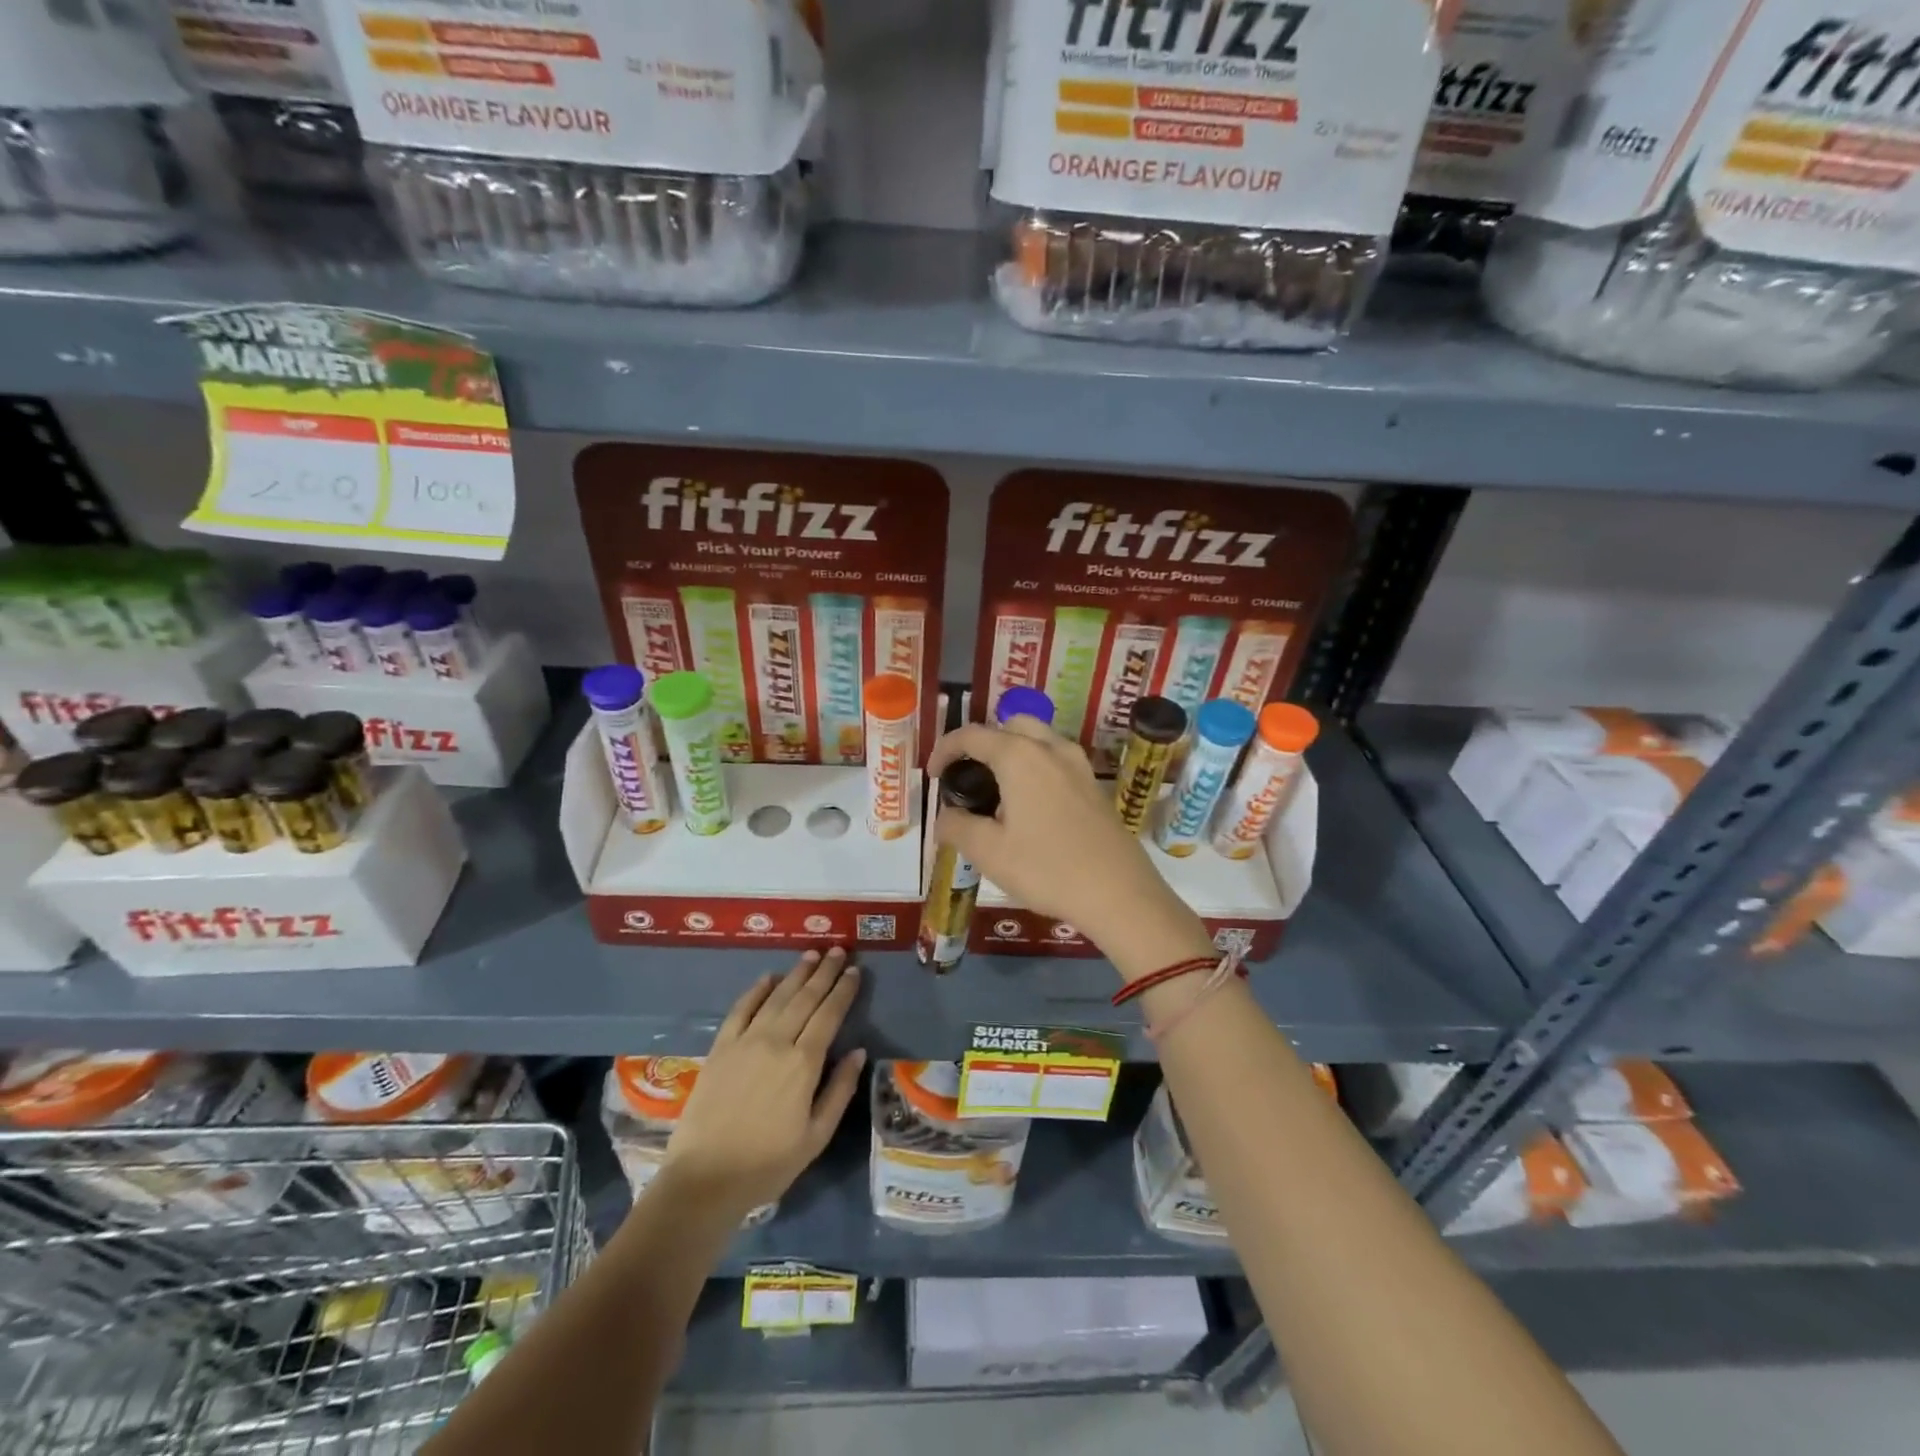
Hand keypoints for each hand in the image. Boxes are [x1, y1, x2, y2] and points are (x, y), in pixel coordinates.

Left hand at [662, 949, 866, 1214]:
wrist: (704, 1180)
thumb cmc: (767, 1164)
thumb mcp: (816, 1136)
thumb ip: (839, 1090)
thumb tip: (858, 1052)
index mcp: (804, 1063)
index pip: (829, 1014)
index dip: (843, 990)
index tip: (854, 971)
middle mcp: (776, 1042)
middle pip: (805, 998)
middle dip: (824, 972)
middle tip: (838, 950)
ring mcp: (745, 1042)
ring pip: (776, 997)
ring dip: (796, 973)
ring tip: (812, 954)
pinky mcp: (720, 1048)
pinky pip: (741, 1009)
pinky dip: (756, 990)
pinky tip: (768, 977)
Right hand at [928, 717, 1203, 965]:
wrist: (1119, 893)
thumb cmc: (1047, 869)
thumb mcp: (989, 853)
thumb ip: (958, 827)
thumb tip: (945, 817)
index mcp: (1020, 756)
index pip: (972, 735)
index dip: (946, 749)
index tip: (933, 775)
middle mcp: (1051, 749)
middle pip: (1010, 725)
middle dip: (984, 742)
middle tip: (968, 774)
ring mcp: (1079, 765)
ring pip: (1038, 739)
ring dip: (1012, 752)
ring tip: (997, 791)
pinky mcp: (1095, 786)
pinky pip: (1057, 761)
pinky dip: (1035, 767)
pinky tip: (1029, 807)